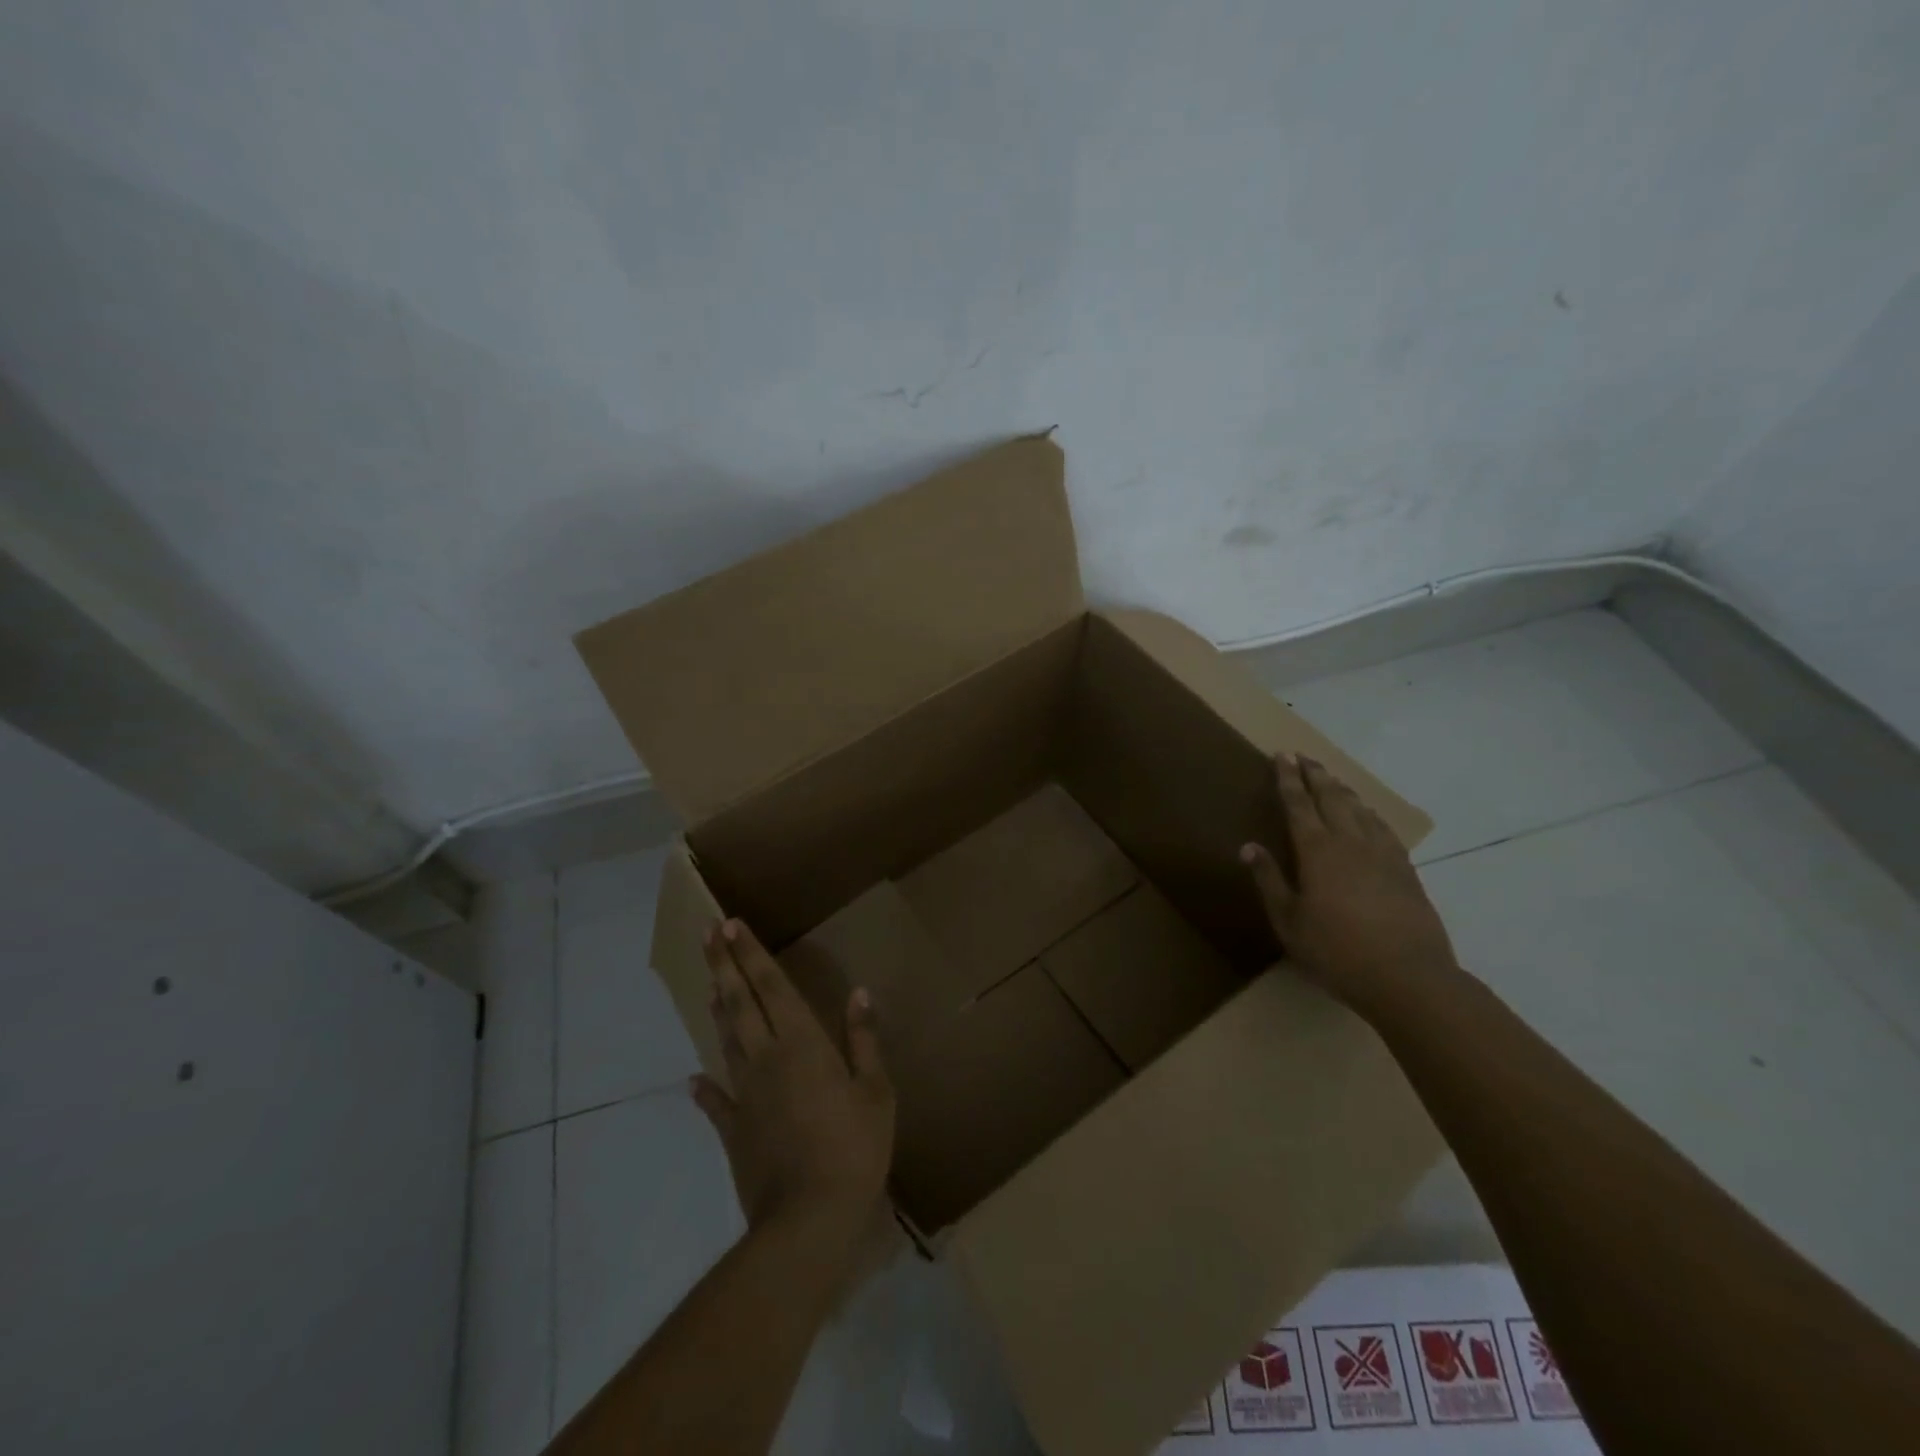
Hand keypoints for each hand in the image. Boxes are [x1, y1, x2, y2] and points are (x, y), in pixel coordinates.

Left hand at [691, 919, 895, 1253]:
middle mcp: (767, 1058)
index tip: (730, 924)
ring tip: (710, 983)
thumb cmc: (853, 1148)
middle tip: (706, 933)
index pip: (772, 986)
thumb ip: (863, 1040)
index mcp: (802, 1043)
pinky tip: (694, 1079)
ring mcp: (745, 1094)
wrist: (808, 1220)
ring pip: (728, 1040)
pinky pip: (716, 1100)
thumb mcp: (875, 1091)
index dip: (751, 953)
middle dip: (723, 964)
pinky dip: (706, 1087)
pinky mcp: (734, 1130)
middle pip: (740, 1002)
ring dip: (719, 1008)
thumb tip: (859, 993)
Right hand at [1241, 753, 1459, 1011]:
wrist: (1409, 978)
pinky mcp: (1406, 871)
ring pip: (1360, 809)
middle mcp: (1350, 842)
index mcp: (1317, 851)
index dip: (1288, 779)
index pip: (1299, 805)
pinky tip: (1369, 815)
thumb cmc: (1337, 951)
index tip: (1282, 755)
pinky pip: (1383, 828)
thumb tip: (1249, 847)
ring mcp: (1383, 854)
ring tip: (1332, 780)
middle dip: (1316, 775)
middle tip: (1305, 757)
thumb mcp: (1289, 921)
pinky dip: (1370, 813)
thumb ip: (1269, 881)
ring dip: (1343, 790)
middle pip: (1332, 798)